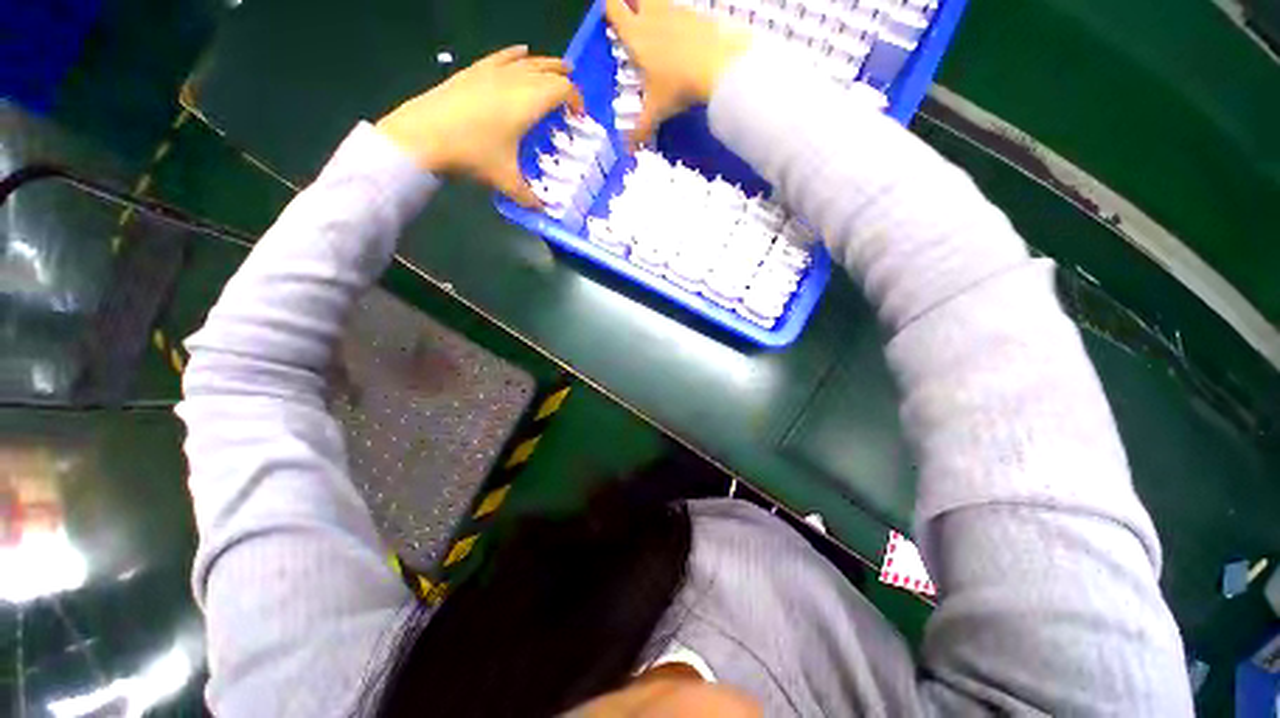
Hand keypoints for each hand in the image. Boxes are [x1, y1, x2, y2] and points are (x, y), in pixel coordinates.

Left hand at [376, 46, 583, 206]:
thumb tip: (542, 211)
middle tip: (572, 93)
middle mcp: (514, 80)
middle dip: (564, 78)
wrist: (423, 134)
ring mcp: (491, 72)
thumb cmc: (471, 153)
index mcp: (527, 102)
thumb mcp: (505, 180)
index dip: (576, 100)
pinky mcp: (473, 71)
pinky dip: (516, 54)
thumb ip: (528, 197)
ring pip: (526, 60)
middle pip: (547, 69)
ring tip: (554, 69)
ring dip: (544, 64)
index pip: (562, 89)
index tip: (580, 116)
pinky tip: (520, 52)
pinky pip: (501, 56)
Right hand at [606, 0, 752, 147]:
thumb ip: (640, 129)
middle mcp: (653, 15)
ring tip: (659, 31)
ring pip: (659, 1)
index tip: (609, 16)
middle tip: (634, 19)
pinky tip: (684, 39)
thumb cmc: (678, 86)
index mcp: (635, 35)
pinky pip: (683, 12)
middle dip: (633, 4)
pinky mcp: (698, 14)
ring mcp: (677, 11)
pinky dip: (680, 22)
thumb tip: (627, 151)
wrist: (718, 65)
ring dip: (656, 11)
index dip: (609, 9)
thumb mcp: (656, 111)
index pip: (613, 8)